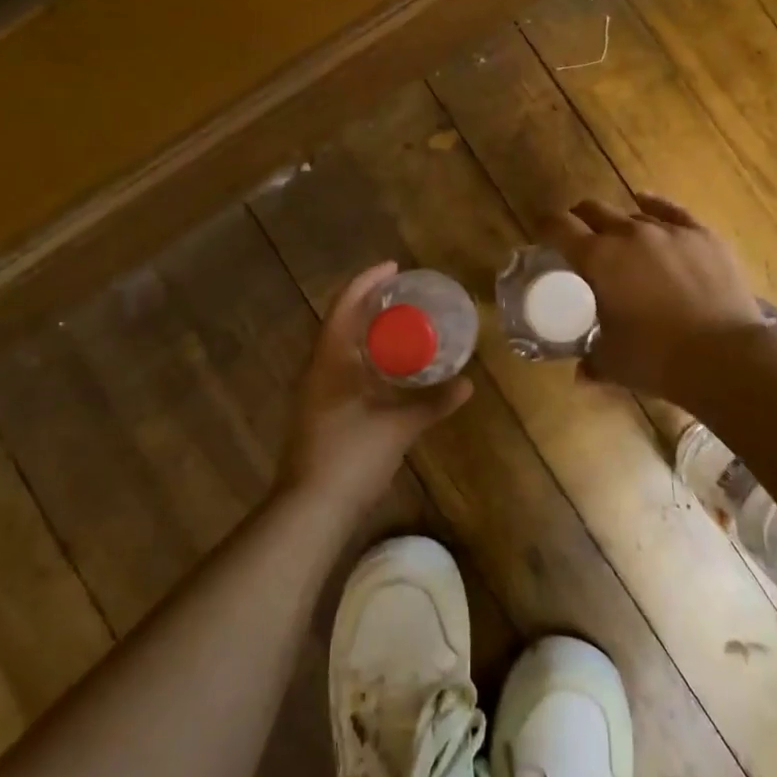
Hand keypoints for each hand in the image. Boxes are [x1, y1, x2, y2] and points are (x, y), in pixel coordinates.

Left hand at [276, 261, 472, 520]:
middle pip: (341, 321)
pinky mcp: (319, 411)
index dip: (367, 281)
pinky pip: (342, 368)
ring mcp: (314, 391)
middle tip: (404, 295)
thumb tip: (467, 384)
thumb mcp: (398, 427)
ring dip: (366, 330)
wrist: (310, 509)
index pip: (345, 305)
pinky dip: (364, 356)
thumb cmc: (351, 456)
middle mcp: (317, 368)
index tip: (394, 268)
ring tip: (400, 324)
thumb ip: (432, 403)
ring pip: (340, 346)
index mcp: (330, 359)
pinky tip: (386, 368)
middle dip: (369, 302)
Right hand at [544, 194, 766, 397]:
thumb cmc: (657, 359)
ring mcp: (668, 230)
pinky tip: (647, 203)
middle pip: (594, 210)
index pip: (559, 227)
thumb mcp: (613, 363)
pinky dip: (654, 206)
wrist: (725, 356)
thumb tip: (580, 374)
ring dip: (619, 224)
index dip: (546, 227)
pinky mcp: (702, 235)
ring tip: (620, 240)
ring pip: (632, 213)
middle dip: (580, 220)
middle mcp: (629, 234)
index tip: (542, 234)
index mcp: (598, 259)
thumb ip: (591, 363)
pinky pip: (671, 210)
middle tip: (578, 238)